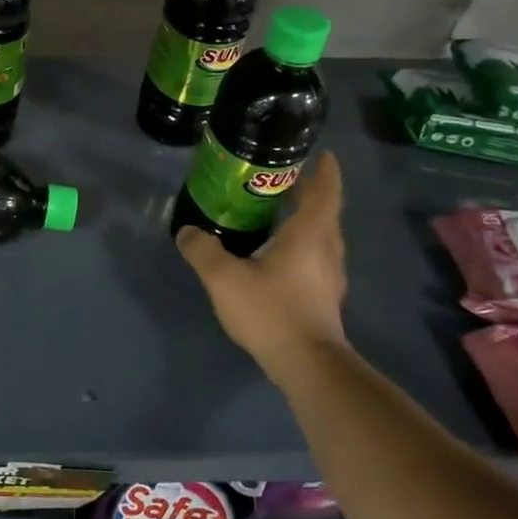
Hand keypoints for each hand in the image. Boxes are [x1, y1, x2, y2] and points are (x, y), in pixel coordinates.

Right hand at [176, 150, 348, 382]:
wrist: (307, 365)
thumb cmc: (272, 311)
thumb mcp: (224, 277)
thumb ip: (203, 250)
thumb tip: (187, 232)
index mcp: (309, 235)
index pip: (325, 192)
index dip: (325, 171)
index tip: (320, 153)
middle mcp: (326, 250)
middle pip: (325, 212)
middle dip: (310, 193)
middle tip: (284, 179)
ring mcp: (329, 277)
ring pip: (322, 237)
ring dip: (306, 220)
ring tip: (278, 213)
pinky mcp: (324, 298)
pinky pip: (315, 258)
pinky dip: (302, 246)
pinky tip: (277, 255)